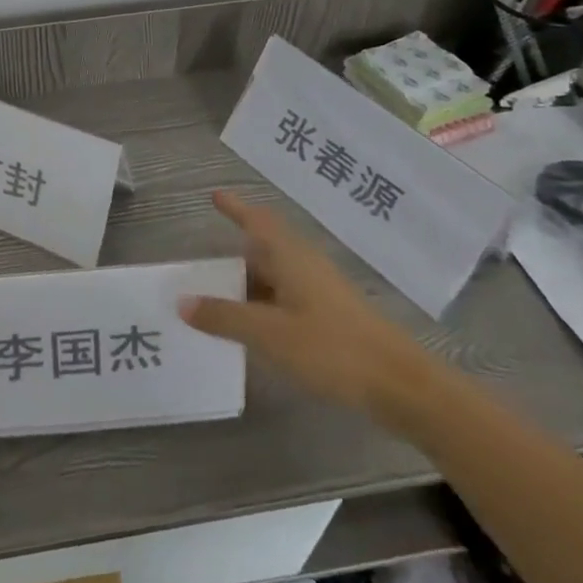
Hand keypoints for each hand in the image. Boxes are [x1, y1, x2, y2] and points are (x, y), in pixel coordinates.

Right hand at [181, 190, 432, 414]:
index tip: (215, 196)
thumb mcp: (269, 333)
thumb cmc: (331, 348)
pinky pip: (287, 298)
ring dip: (248, 282)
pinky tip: (253, 326)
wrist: (401, 385)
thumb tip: (182, 302)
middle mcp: (306, 266)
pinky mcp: (332, 317)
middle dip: (235, 254)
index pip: (258, 222)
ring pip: (276, 276)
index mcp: (291, 257)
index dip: (236, 208)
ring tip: (218, 298)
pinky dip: (264, 304)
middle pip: (265, 249)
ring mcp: (322, 292)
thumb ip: (224, 317)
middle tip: (203, 265)